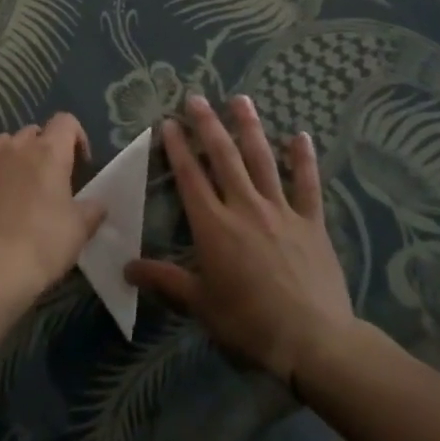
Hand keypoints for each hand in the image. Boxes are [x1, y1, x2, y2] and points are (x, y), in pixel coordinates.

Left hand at [0, 114, 105, 306]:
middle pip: (33, 133)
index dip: (76, 137)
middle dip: (43, 149)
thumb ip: (92, 210)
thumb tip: (97, 203)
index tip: (80, 164)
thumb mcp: (79, 231)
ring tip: (15, 184)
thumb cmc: (42, 246)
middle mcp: (15, 148)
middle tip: (48, 181)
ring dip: (11, 156)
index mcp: (49, 153)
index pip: (66, 122)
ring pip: (1, 143)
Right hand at [126, 95, 357, 383]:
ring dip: (249, 128)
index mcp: (214, 226)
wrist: (313, 342)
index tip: (169, 122)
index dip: (177, 147)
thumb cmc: (249, 324)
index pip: (190, 176)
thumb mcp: (200, 304)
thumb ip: (165, 280)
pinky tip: (301, 136)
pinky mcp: (312, 222)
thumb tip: (126, 268)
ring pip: (262, 160)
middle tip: (197, 98)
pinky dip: (304, 159)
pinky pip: (308, 184)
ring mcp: (281, 211)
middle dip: (208, 125)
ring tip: (241, 99)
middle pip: (224, 157)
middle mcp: (245, 207)